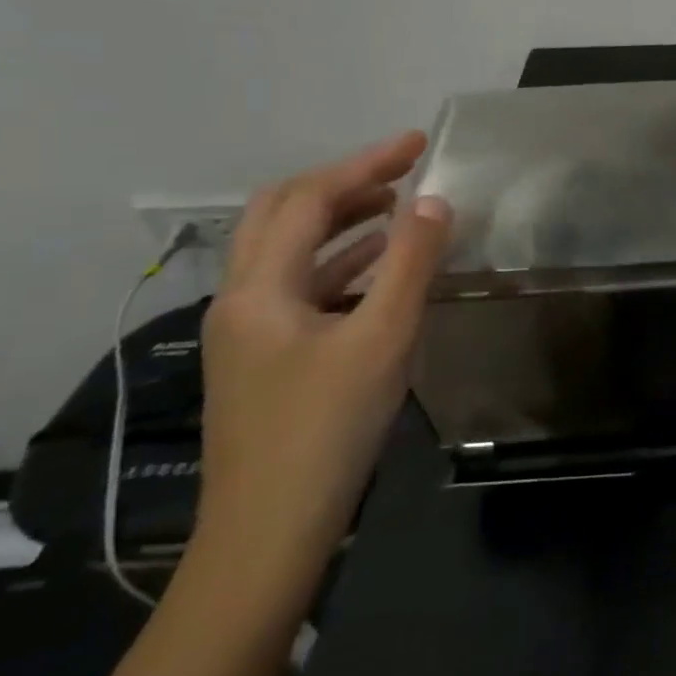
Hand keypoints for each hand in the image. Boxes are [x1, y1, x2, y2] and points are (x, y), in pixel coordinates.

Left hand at [193, 131, 452, 593]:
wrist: (269, 532)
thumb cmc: (326, 429)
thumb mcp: (382, 339)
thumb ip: (410, 264)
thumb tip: (434, 201)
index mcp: (259, 288)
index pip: (307, 199)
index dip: (364, 164)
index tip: (418, 144)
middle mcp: (242, 299)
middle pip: (282, 215)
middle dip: (345, 183)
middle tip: (404, 170)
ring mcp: (250, 332)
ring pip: (291, 252)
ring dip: (342, 220)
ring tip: (399, 208)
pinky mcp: (267, 359)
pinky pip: (303, 288)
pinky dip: (343, 263)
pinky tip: (381, 271)